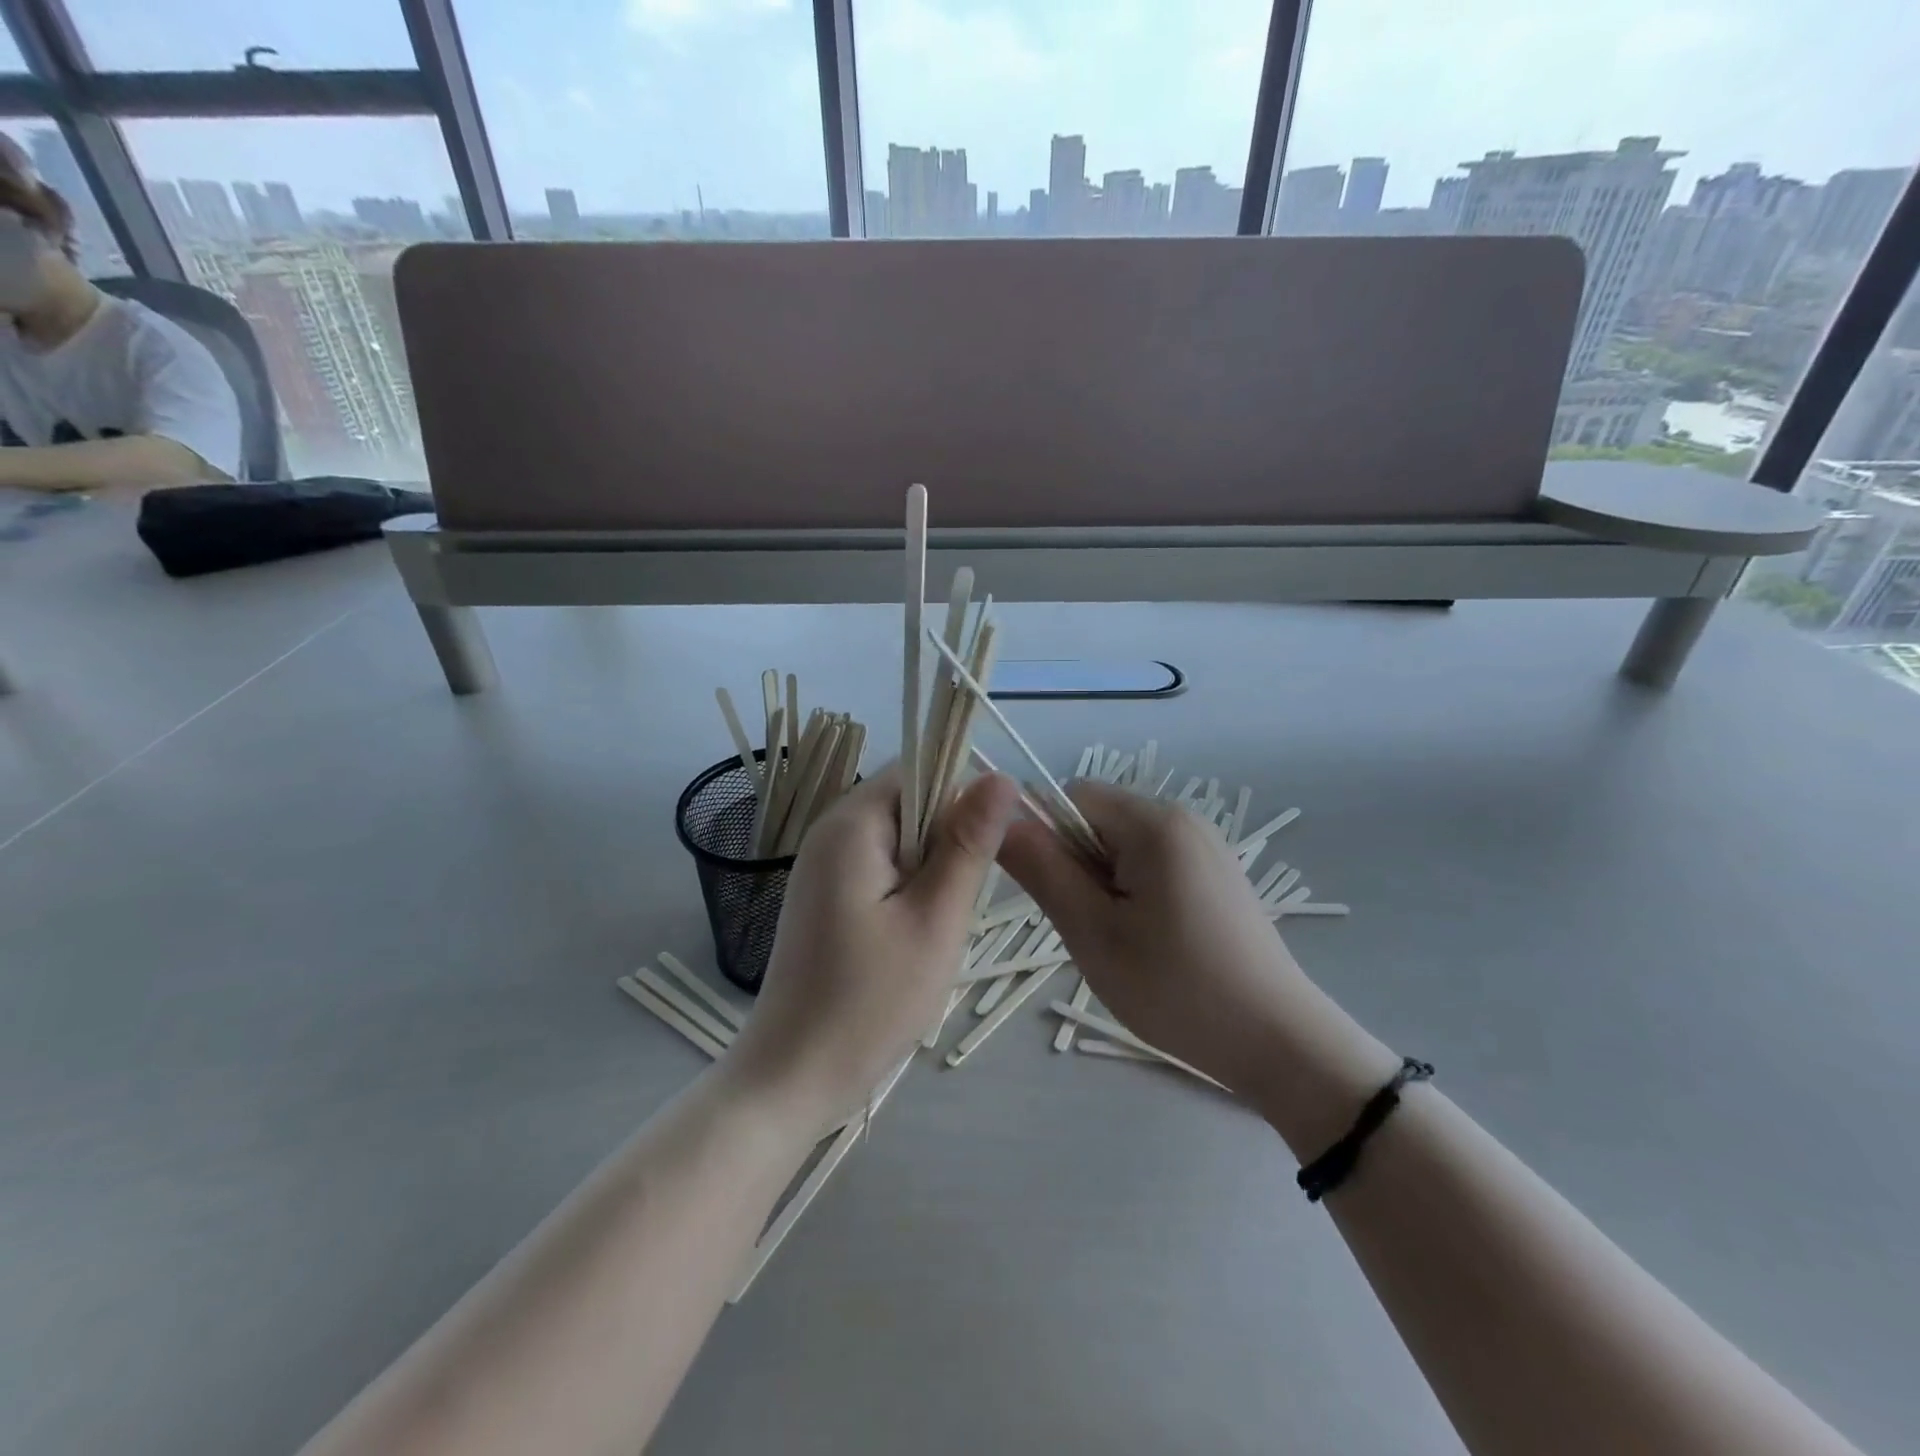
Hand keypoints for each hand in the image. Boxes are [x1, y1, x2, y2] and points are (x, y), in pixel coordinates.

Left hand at [726, 765, 1020, 1128]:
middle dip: (947, 841)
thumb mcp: (936, 919)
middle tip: (957, 904)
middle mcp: (831, 831)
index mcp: (852, 823)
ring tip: (936, 926)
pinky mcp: (826, 895)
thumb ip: (968, 843)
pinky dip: (909, 890)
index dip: (963, 797)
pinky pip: (882, 867)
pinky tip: (913, 937)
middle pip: (910, 802)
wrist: (794, 1076)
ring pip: (901, 838)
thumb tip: (1001, 776)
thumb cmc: (870, 1001)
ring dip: (931, 871)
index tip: (988, 851)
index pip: (920, 769)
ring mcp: (824, 864)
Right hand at [996, 781, 1324, 1097]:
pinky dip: (1134, 893)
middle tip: (1090, 928)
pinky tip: (1152, 943)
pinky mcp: (1216, 873)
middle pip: (1098, 818)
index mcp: (1153, 822)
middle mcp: (1182, 818)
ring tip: (1122, 942)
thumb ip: (1042, 870)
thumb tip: (1001, 821)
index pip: (1071, 795)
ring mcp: (1205, 845)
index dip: (1047, 836)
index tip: (1055, 894)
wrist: (1278, 1041)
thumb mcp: (1092, 932)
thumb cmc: (1176, 987)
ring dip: (1104, 884)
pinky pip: (1152, 863)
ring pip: (1122, 846)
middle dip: (1078, 865)